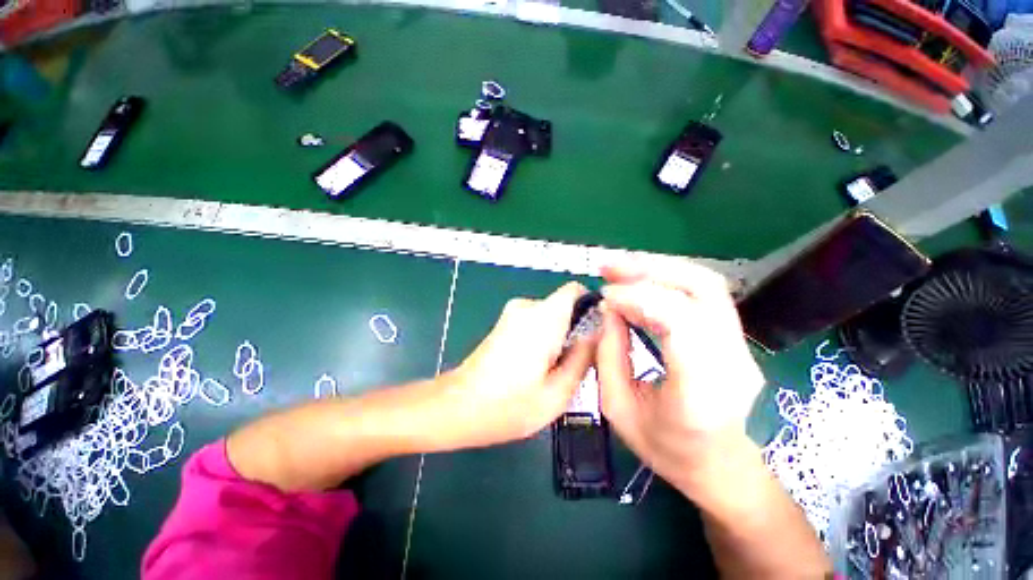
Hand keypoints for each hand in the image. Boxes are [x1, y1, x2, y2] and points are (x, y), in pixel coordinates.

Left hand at [436, 282, 596, 448]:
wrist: (457, 407)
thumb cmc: (507, 406)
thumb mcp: (558, 393)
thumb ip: (584, 358)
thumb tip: (599, 333)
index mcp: (542, 318)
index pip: (575, 290)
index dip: (591, 307)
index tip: (597, 334)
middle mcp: (526, 307)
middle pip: (565, 307)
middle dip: (576, 331)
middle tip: (577, 365)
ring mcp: (512, 314)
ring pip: (551, 317)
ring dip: (560, 339)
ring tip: (554, 372)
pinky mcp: (504, 323)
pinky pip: (536, 323)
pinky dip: (544, 340)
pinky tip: (536, 369)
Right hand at [595, 261, 764, 491]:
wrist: (720, 466)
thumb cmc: (665, 448)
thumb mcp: (618, 408)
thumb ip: (609, 354)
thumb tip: (609, 309)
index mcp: (701, 391)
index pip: (679, 322)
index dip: (637, 299)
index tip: (605, 296)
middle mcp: (731, 360)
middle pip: (701, 290)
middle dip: (648, 270)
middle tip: (609, 267)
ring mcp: (740, 346)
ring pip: (705, 284)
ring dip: (658, 268)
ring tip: (621, 267)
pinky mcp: (735, 336)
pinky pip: (702, 294)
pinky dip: (666, 280)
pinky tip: (640, 281)